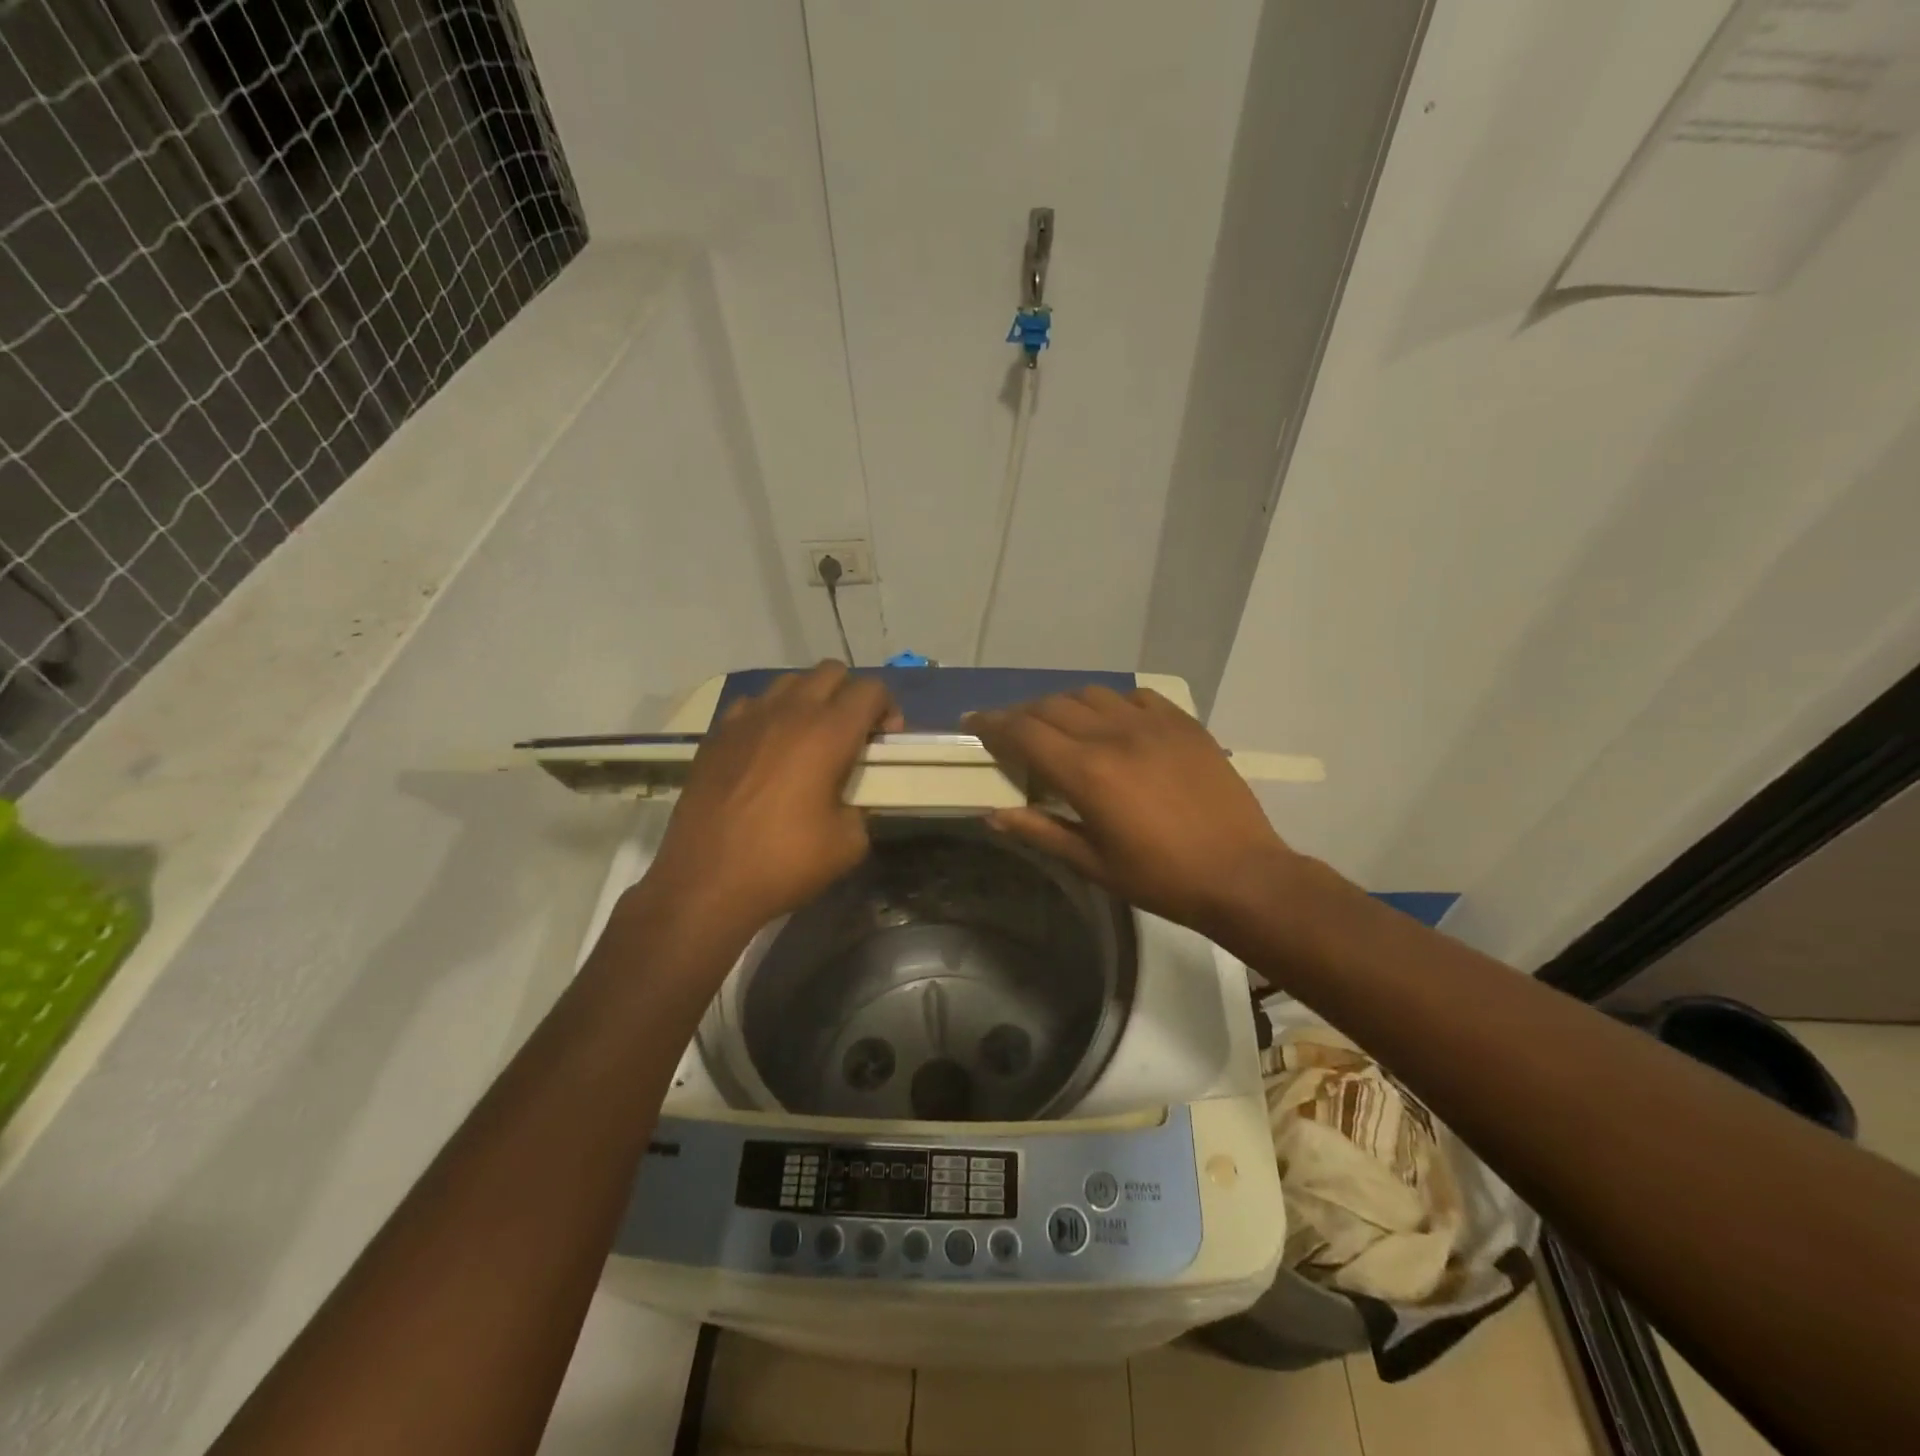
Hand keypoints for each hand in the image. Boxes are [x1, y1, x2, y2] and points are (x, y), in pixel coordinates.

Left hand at [644, 662, 901, 932]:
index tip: (884, 742)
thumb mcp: (849, 844)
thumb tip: (854, 798)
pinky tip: (768, 750)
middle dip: (851, 695)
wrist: (706, 882)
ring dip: (810, 699)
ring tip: (810, 739)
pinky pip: (753, 704)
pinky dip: (770, 715)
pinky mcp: (717, 734)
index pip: (871, 689)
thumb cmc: (784, 862)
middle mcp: (789, 712)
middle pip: (831, 671)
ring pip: (790, 681)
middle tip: (852, 735)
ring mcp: (747, 719)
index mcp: (828, 733)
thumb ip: (863, 807)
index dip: (888, 709)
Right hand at [969, 686, 1292, 935]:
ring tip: (1058, 726)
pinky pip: (1135, 696)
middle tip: (1010, 731)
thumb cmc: (1160, 878)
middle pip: (1051, 706)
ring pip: (1091, 694)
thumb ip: (1039, 831)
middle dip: (1022, 714)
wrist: (1241, 874)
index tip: (972, 721)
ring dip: (1063, 705)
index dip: (991, 723)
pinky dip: (1111, 704)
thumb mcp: (1092, 863)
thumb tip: (992, 814)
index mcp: (1087, 772)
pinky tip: (1111, 723)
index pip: (1024, 732)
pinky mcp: (1183, 723)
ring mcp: (1152, 723)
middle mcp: (1114, 735)